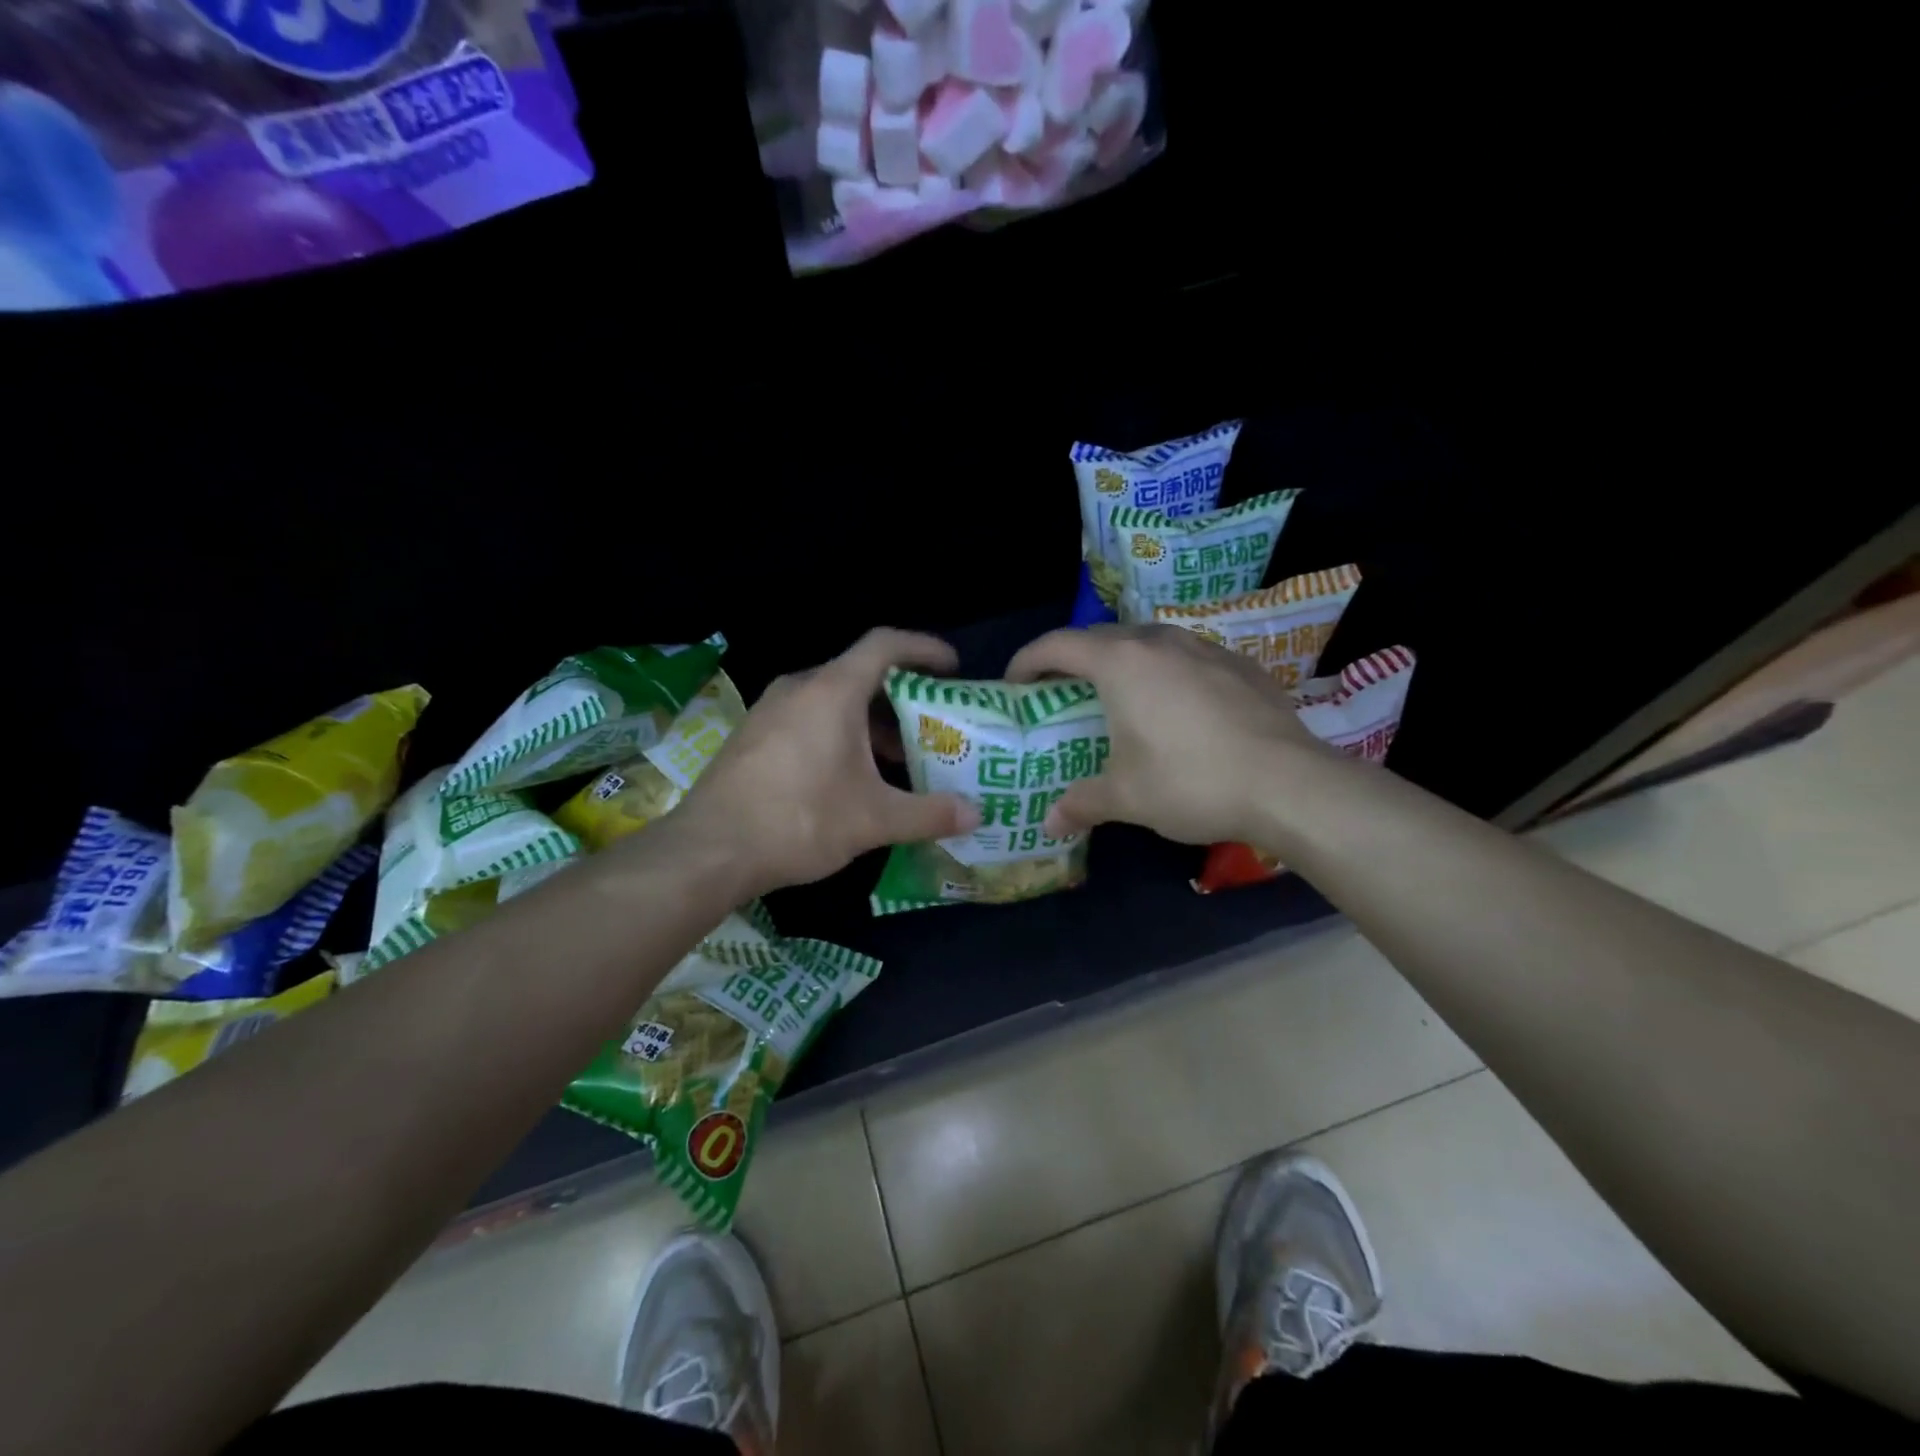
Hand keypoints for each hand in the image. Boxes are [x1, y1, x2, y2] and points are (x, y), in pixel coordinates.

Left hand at [669, 630, 979, 895]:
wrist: (708, 850)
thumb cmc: (800, 820)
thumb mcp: (874, 819)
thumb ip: (930, 813)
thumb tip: (977, 814)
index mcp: (832, 690)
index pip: (885, 644)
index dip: (924, 648)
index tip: (953, 669)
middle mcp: (800, 687)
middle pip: (861, 674)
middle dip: (902, 697)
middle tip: (933, 725)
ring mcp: (770, 710)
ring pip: (833, 700)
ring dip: (870, 722)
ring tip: (899, 758)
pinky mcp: (754, 735)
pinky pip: (808, 718)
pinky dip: (840, 734)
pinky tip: (851, 776)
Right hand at [1006, 624, 1330, 845]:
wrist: (1289, 784)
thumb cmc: (1191, 782)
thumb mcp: (1126, 797)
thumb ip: (1081, 803)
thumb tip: (1048, 823)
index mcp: (1122, 664)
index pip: (1058, 645)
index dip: (1028, 660)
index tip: (1014, 684)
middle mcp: (1160, 642)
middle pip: (1101, 637)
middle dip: (1073, 660)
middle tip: (1061, 692)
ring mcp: (1204, 648)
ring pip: (1148, 641)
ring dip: (1122, 661)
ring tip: (1118, 695)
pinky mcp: (1239, 664)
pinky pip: (1186, 656)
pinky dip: (1165, 671)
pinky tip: (1176, 706)